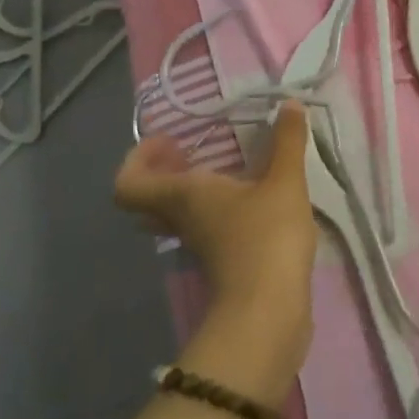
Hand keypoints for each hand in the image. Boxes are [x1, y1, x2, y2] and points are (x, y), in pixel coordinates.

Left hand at [114, 104, 317, 386]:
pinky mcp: (219, 264)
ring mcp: (198, 246)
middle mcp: (181, 219)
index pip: (128, 183)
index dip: (139, 158)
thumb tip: (290, 103)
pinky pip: (202, 229)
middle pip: (149, 199)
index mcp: (183, 196)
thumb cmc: (266, 238)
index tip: (173, 141)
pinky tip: (250, 201)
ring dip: (191, 191)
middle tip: (193, 152)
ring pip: (175, 215)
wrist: (269, 315)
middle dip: (165, 171)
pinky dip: (215, 211)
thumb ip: (288, 142)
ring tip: (227, 171)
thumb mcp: (284, 182)